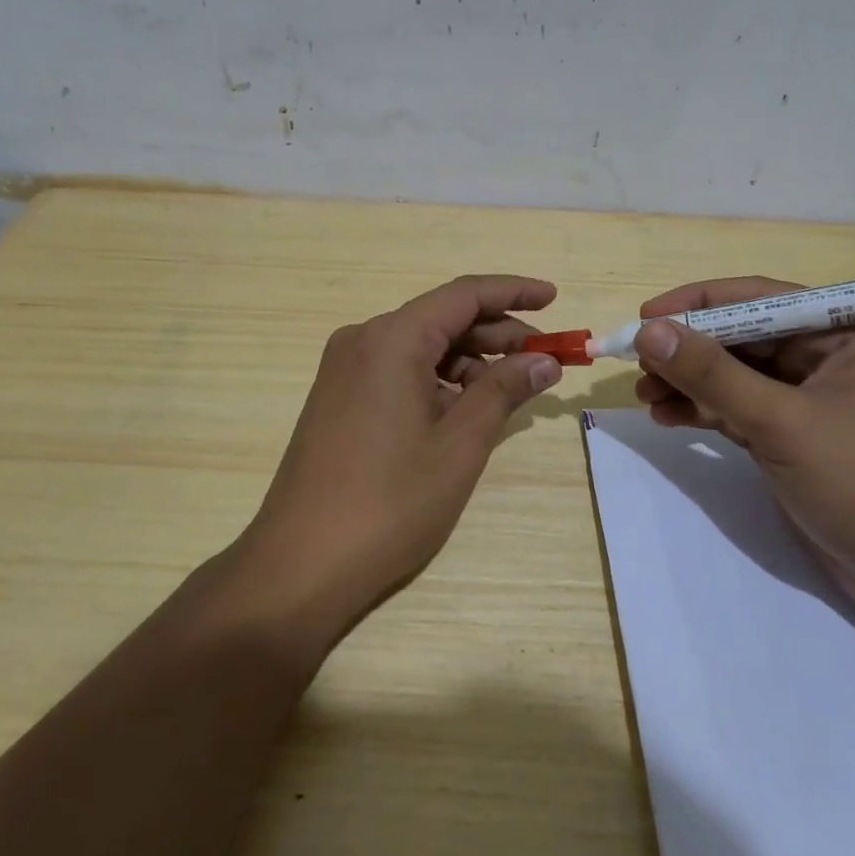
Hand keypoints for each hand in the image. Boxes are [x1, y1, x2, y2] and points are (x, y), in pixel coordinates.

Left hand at [227, 275, 562, 645]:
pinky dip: (437, 381)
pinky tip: (464, 410)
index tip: (554, 298)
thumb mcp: (459, 444)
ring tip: (510, 392)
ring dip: (469, 361)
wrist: (301, 563)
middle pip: (441, 319)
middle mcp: (362, 340)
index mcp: (391, 339)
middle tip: (546, 360)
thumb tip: (544, 360)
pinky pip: (397, 371)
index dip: (513, 292)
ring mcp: (344, 370)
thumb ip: (504, 391)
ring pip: (420, 347)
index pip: (462, 295)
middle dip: (497, 334)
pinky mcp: (338, 398)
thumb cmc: (390, 502)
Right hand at [632, 276, 854, 619]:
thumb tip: (649, 331)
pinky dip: (702, 411)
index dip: (697, 303)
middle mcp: (824, 355)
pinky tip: (667, 417)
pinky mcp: (791, 434)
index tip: (645, 316)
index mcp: (842, 332)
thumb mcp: (781, 421)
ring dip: (688, 382)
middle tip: (637, 364)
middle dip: (687, 350)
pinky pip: (736, 408)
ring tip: (644, 396)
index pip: (758, 298)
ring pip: (733, 374)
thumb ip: (712, 374)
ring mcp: (806, 397)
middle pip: (739, 336)